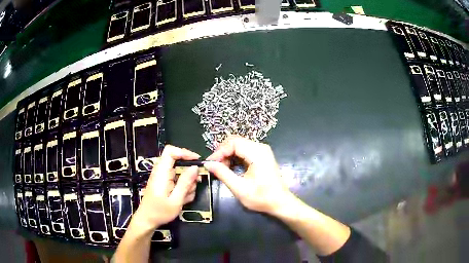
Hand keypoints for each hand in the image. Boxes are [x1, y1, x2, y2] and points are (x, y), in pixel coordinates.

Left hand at [134, 145, 199, 228]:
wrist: (147, 220)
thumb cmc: (159, 212)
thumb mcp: (175, 200)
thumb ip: (185, 183)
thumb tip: (195, 167)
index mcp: (161, 172)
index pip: (171, 151)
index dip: (184, 152)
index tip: (197, 161)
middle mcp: (161, 172)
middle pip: (178, 162)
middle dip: (190, 173)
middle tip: (196, 184)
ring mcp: (163, 178)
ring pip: (180, 173)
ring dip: (187, 183)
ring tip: (187, 197)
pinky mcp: (165, 184)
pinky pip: (177, 181)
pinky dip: (183, 188)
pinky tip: (183, 199)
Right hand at [204, 136, 292, 214]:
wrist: (280, 202)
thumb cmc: (261, 197)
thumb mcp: (239, 188)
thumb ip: (223, 174)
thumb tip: (208, 164)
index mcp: (257, 153)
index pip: (233, 143)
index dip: (219, 152)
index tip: (210, 164)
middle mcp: (260, 147)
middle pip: (235, 141)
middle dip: (222, 152)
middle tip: (215, 166)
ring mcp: (262, 150)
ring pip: (239, 145)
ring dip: (228, 155)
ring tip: (222, 169)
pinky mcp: (262, 155)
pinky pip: (244, 150)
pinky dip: (235, 157)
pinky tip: (231, 168)